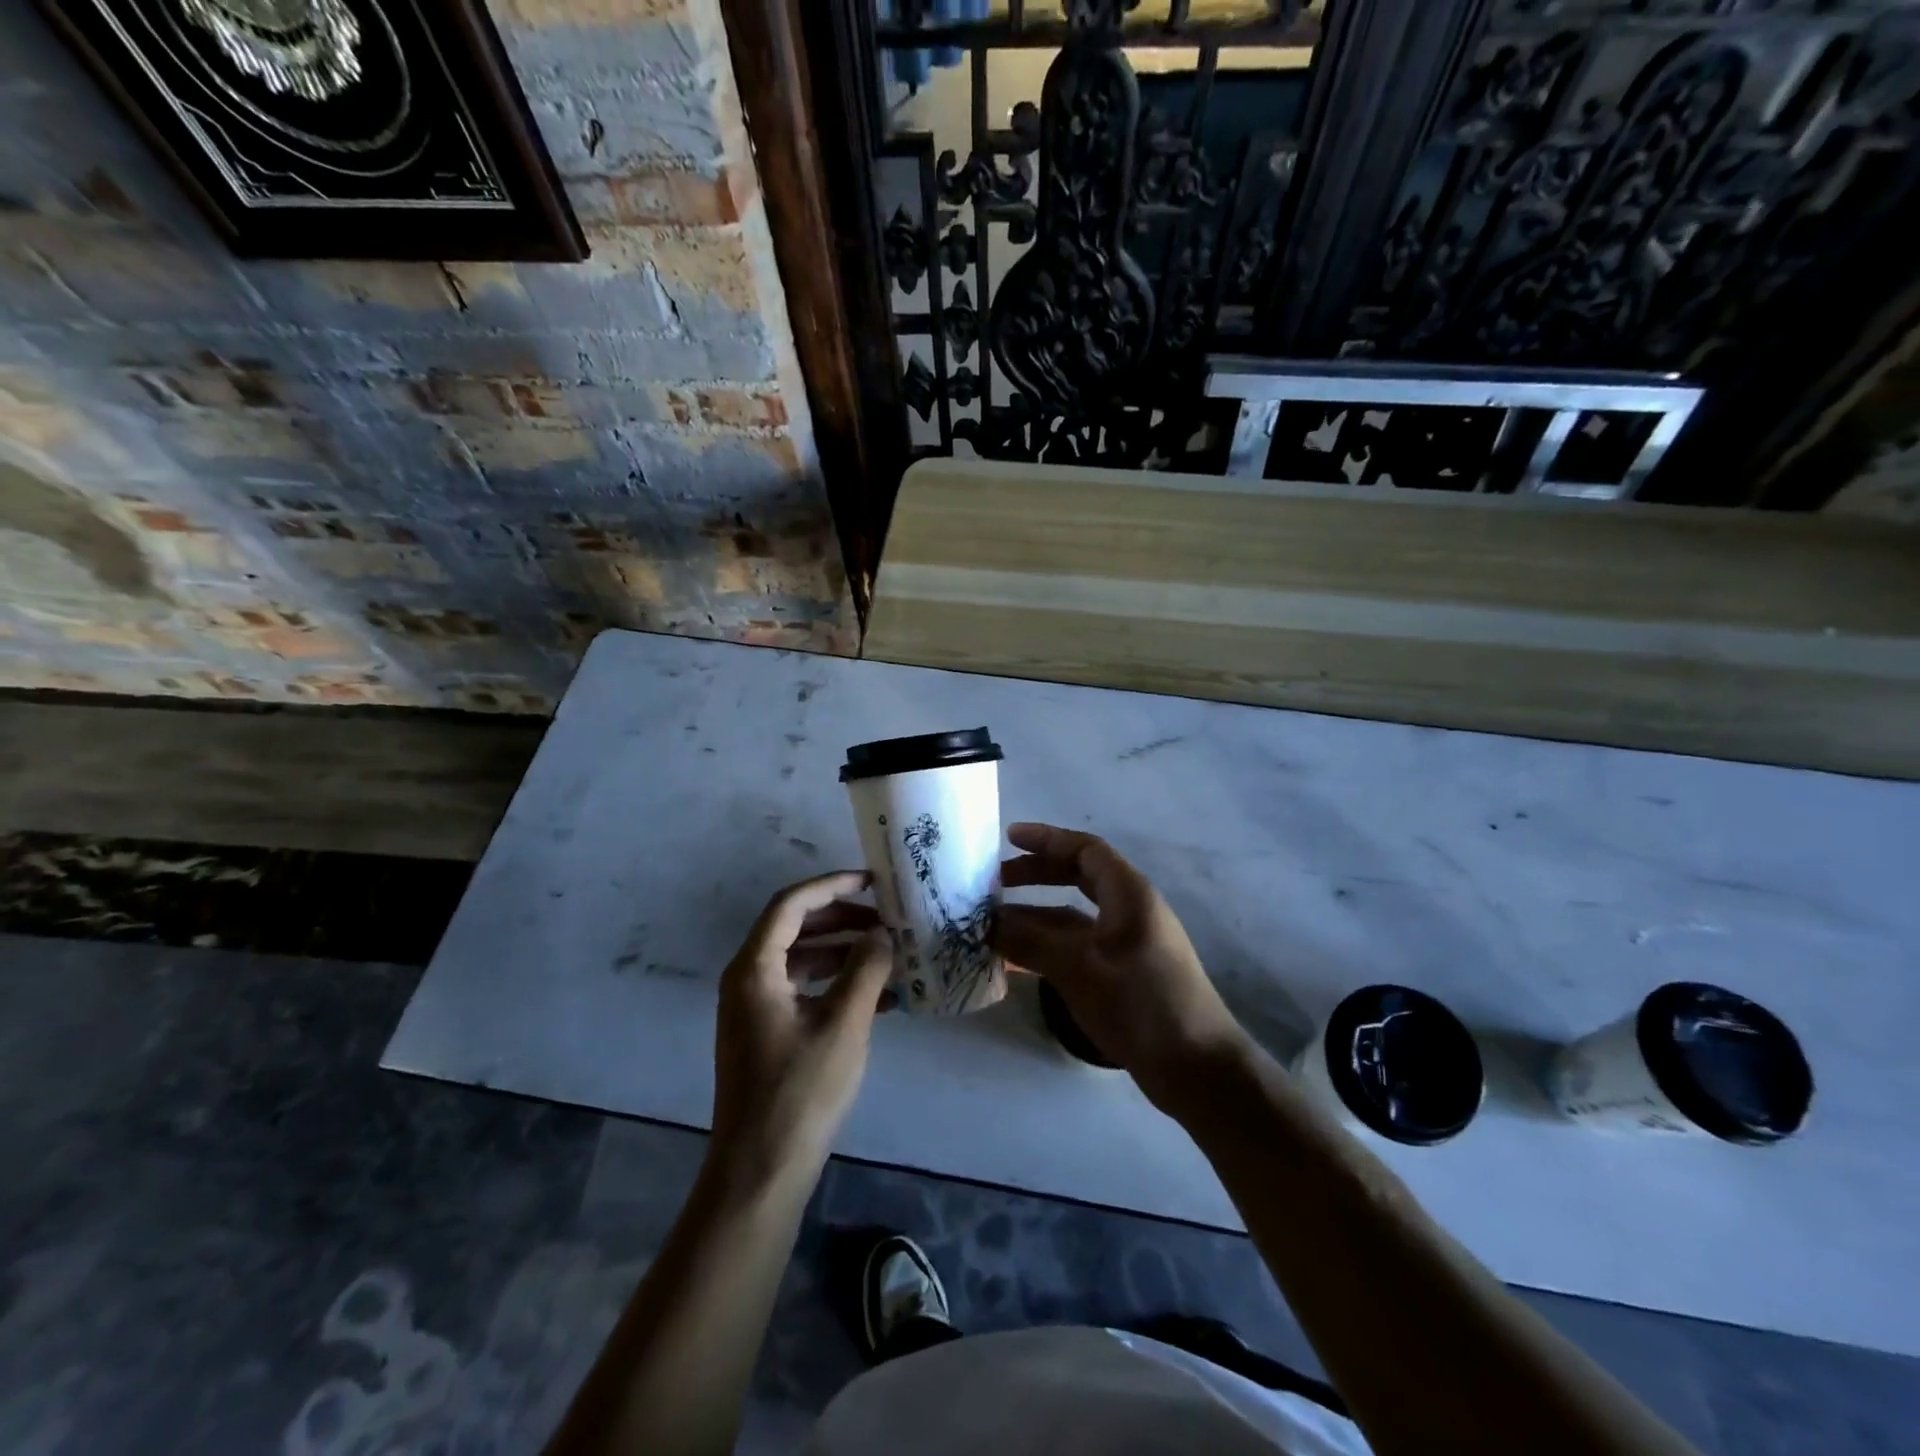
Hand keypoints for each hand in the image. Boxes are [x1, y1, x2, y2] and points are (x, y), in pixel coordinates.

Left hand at [710, 871, 893, 1186]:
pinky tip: (880, 996)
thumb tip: (882, 933)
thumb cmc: (801, 1091)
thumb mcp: (843, 1023)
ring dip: (844, 952)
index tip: (873, 881)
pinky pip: (804, 991)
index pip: (791, 904)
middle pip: (795, 928)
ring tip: (890, 953)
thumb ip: (866, 969)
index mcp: (755, 969)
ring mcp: (755, 1008)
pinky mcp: (768, 1033)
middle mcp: (748, 980)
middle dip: (842, 918)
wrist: (761, 1171)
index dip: (832, 885)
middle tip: (887, 917)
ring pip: (802, 960)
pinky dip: (837, 985)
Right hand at [993, 824, 1248, 1110]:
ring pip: (1074, 916)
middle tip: (995, 881)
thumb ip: (1032, 941)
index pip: (1085, 850)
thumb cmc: (1142, 1005)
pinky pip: (1078, 946)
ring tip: (994, 923)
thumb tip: (987, 922)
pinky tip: (1017, 961)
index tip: (1008, 839)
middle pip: (1078, 878)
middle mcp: (1129, 911)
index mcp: (1129, 895)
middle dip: (1037, 874)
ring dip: (1036, 916)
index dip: (1047, 840)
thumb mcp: (1080, 969)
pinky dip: (1048, 947)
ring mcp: (1127, 944)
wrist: (1198, 1069)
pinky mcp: (1123, 975)